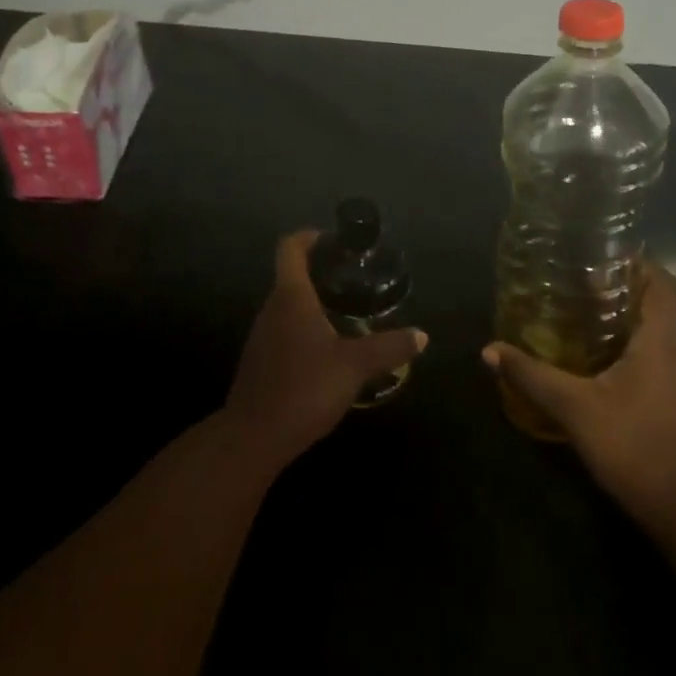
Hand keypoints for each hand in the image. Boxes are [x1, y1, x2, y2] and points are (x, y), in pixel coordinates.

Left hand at [222, 232, 426, 474]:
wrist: (253, 438)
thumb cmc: (304, 389)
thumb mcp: (354, 366)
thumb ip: (389, 347)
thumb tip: (422, 335)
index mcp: (291, 297)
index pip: (290, 247)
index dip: (310, 236)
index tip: (335, 241)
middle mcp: (272, 308)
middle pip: (292, 275)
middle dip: (322, 272)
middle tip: (356, 280)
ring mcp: (263, 335)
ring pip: (289, 304)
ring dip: (315, 302)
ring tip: (350, 313)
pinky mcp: (262, 359)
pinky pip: (286, 329)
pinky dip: (307, 327)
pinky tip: (330, 349)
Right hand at [482, 267, 675, 532]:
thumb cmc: (633, 445)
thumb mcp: (575, 408)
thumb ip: (532, 376)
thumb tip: (489, 350)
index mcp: (660, 340)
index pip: (662, 282)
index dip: (636, 263)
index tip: (599, 255)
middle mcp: (675, 351)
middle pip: (654, 303)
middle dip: (618, 288)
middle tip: (574, 281)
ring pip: (651, 331)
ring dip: (620, 317)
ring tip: (576, 311)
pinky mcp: (672, 399)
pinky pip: (650, 355)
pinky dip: (624, 345)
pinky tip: (592, 357)